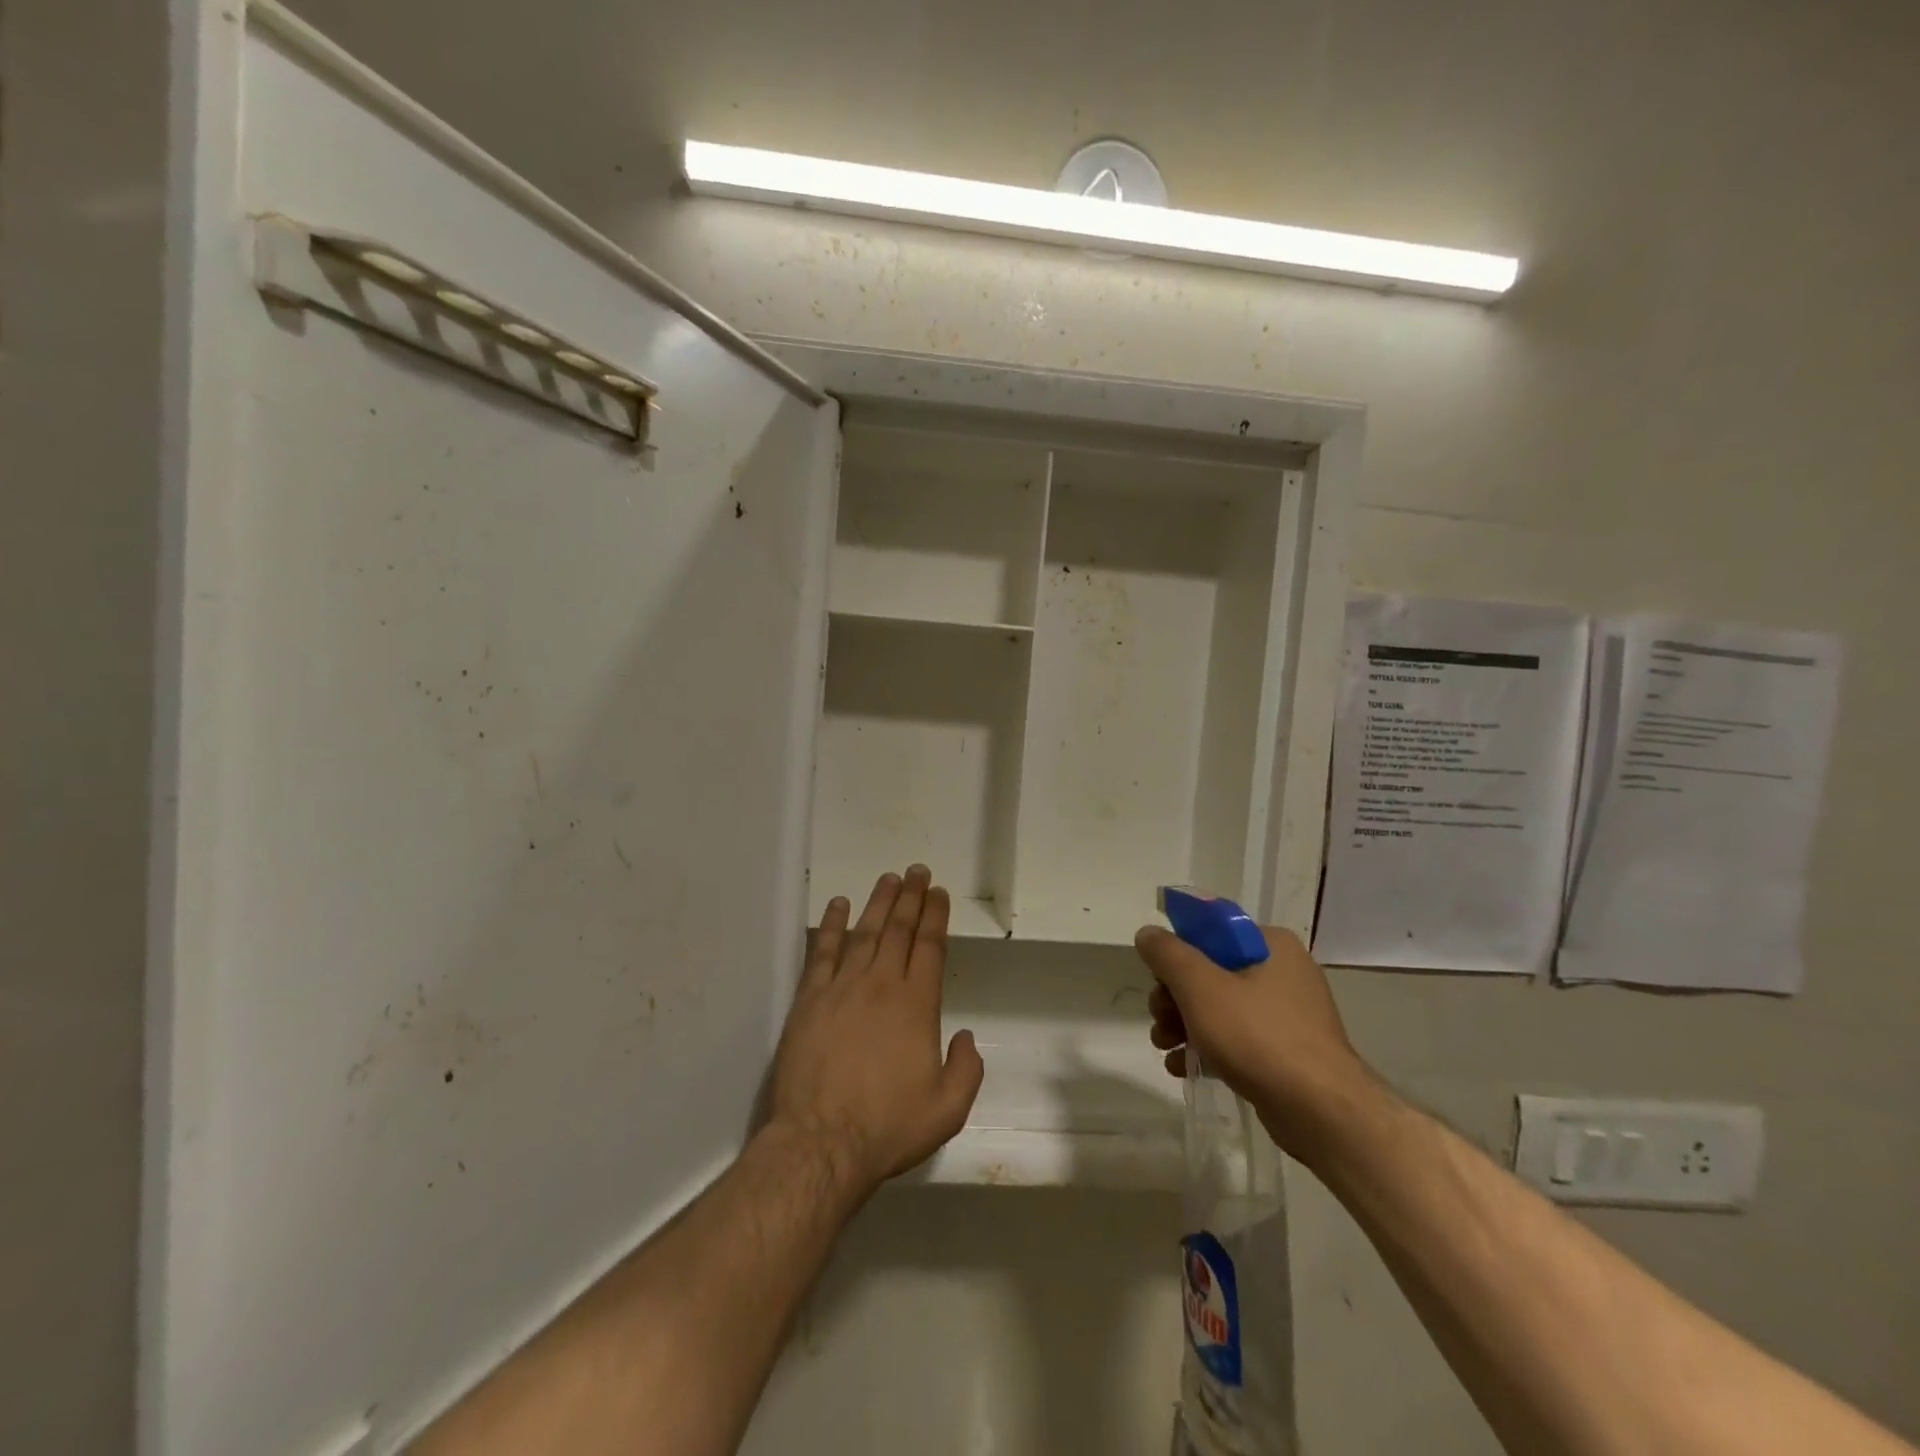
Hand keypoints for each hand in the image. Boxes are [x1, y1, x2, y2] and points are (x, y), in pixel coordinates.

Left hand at [769, 867, 984, 1198]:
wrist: (821, 1142)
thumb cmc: (887, 1127)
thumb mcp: (948, 1109)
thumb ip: (966, 1069)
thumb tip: (967, 1037)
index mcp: (916, 1005)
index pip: (930, 947)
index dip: (935, 916)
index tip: (938, 893)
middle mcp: (881, 985)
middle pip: (898, 930)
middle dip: (911, 897)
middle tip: (917, 872)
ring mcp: (841, 988)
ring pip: (864, 932)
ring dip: (878, 903)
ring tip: (888, 879)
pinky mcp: (809, 999)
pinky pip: (822, 951)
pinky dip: (830, 925)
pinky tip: (837, 905)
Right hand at [1136, 923, 1375, 1163]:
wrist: (1322, 1113)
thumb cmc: (1258, 1037)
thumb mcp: (1200, 987)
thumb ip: (1168, 954)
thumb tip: (1148, 933)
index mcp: (1270, 945)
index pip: (1212, 932)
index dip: (1178, 952)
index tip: (1157, 978)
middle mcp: (1283, 972)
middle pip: (1212, 972)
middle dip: (1175, 996)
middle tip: (1157, 1018)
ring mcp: (1288, 1015)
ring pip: (1220, 1007)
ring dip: (1184, 1024)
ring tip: (1163, 1046)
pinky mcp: (1287, 1052)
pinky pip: (1237, 1039)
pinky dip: (1208, 1048)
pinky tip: (1181, 1067)